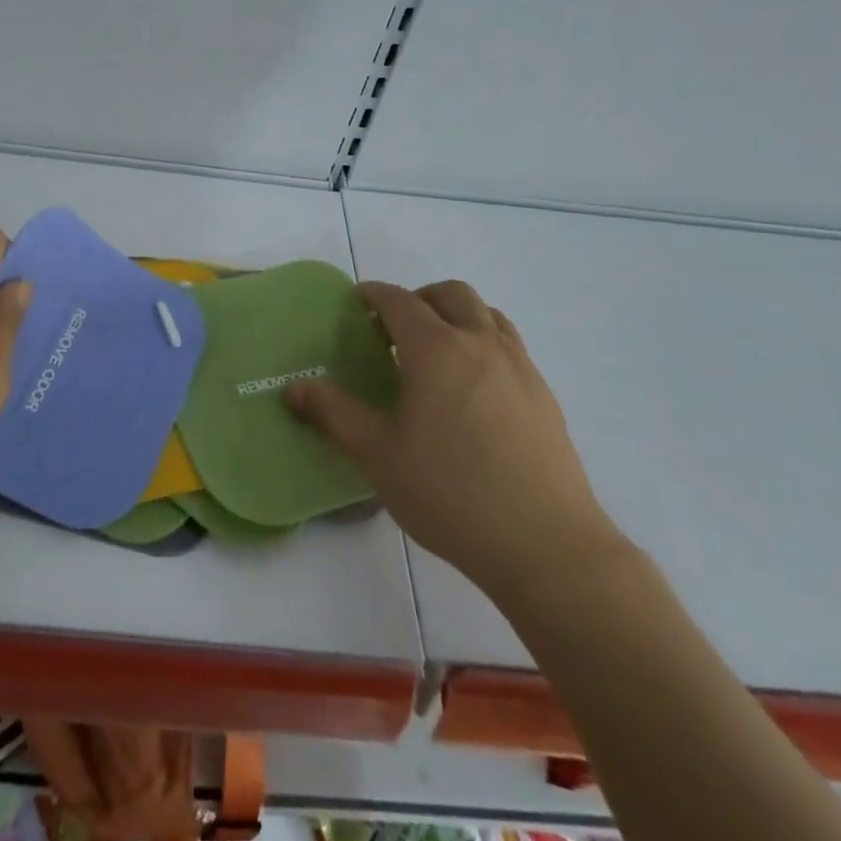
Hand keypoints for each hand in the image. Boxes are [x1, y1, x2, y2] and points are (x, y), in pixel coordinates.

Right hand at [287, 280, 627, 609]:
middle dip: (418, 297)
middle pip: (450, 294)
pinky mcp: (544, 395)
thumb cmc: (450, 494)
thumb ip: (334, 414)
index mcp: (436, 350)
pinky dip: (484, 341)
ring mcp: (519, 367)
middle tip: (394, 329)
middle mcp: (480, 345)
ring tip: (436, 351)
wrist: (547, 545)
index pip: (400, 301)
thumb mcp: (378, 455)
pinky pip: (509, 344)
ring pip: (487, 314)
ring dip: (456, 314)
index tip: (357, 301)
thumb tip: (293, 388)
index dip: (374, 294)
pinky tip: (472, 387)